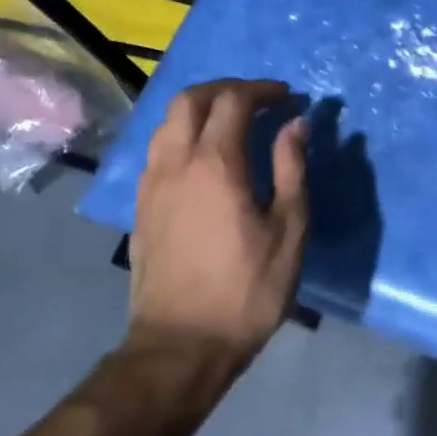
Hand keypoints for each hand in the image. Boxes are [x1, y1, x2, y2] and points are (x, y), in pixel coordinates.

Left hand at [127, 78, 309, 375]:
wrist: (180, 346)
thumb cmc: (246, 290)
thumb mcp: (289, 230)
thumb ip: (292, 168)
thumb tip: (295, 124)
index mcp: (216, 164)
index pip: (233, 100)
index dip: (261, 90)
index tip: (286, 97)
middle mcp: (176, 162)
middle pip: (190, 99)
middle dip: (226, 88)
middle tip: (257, 100)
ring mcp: (152, 184)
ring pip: (167, 122)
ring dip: (200, 109)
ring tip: (229, 123)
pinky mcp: (141, 206)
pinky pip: (158, 149)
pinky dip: (182, 135)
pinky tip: (202, 158)